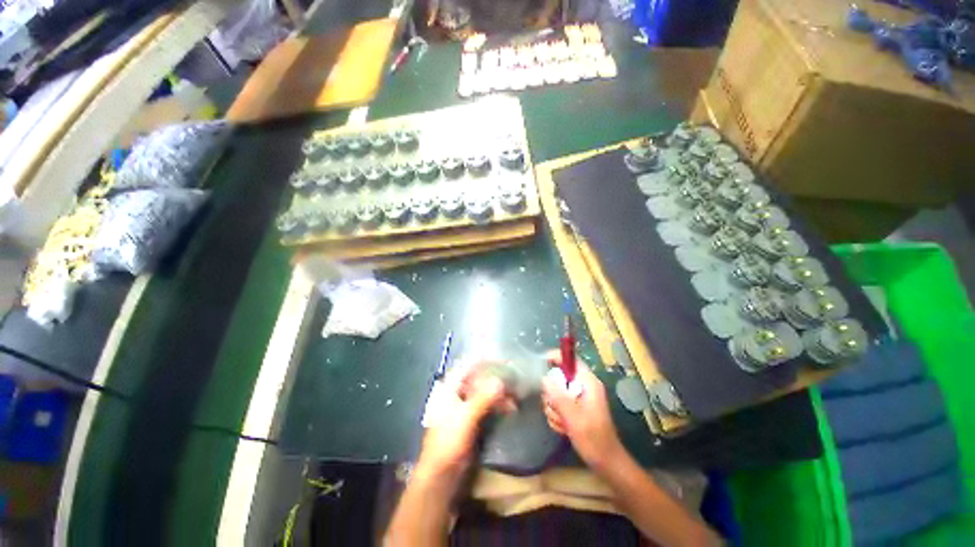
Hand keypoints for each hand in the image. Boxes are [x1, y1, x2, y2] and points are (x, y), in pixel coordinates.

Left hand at [417, 361, 515, 478]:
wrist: (440, 477)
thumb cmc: (448, 443)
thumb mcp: (465, 418)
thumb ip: (483, 398)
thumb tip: (500, 381)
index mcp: (450, 387)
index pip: (468, 365)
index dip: (485, 360)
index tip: (504, 360)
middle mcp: (457, 393)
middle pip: (479, 378)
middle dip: (497, 378)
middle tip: (515, 380)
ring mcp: (464, 406)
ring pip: (485, 392)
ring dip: (500, 393)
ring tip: (516, 398)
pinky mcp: (471, 420)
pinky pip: (487, 405)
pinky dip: (498, 405)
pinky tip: (510, 409)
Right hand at [542, 354, 624, 473]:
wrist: (606, 463)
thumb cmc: (593, 439)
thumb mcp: (573, 417)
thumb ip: (558, 396)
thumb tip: (544, 378)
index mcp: (588, 383)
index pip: (571, 360)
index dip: (556, 357)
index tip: (542, 362)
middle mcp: (583, 387)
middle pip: (558, 378)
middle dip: (553, 395)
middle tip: (557, 409)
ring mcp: (578, 398)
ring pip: (555, 393)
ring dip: (554, 409)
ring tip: (563, 423)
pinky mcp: (574, 409)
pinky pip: (557, 405)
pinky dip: (557, 416)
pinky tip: (563, 429)